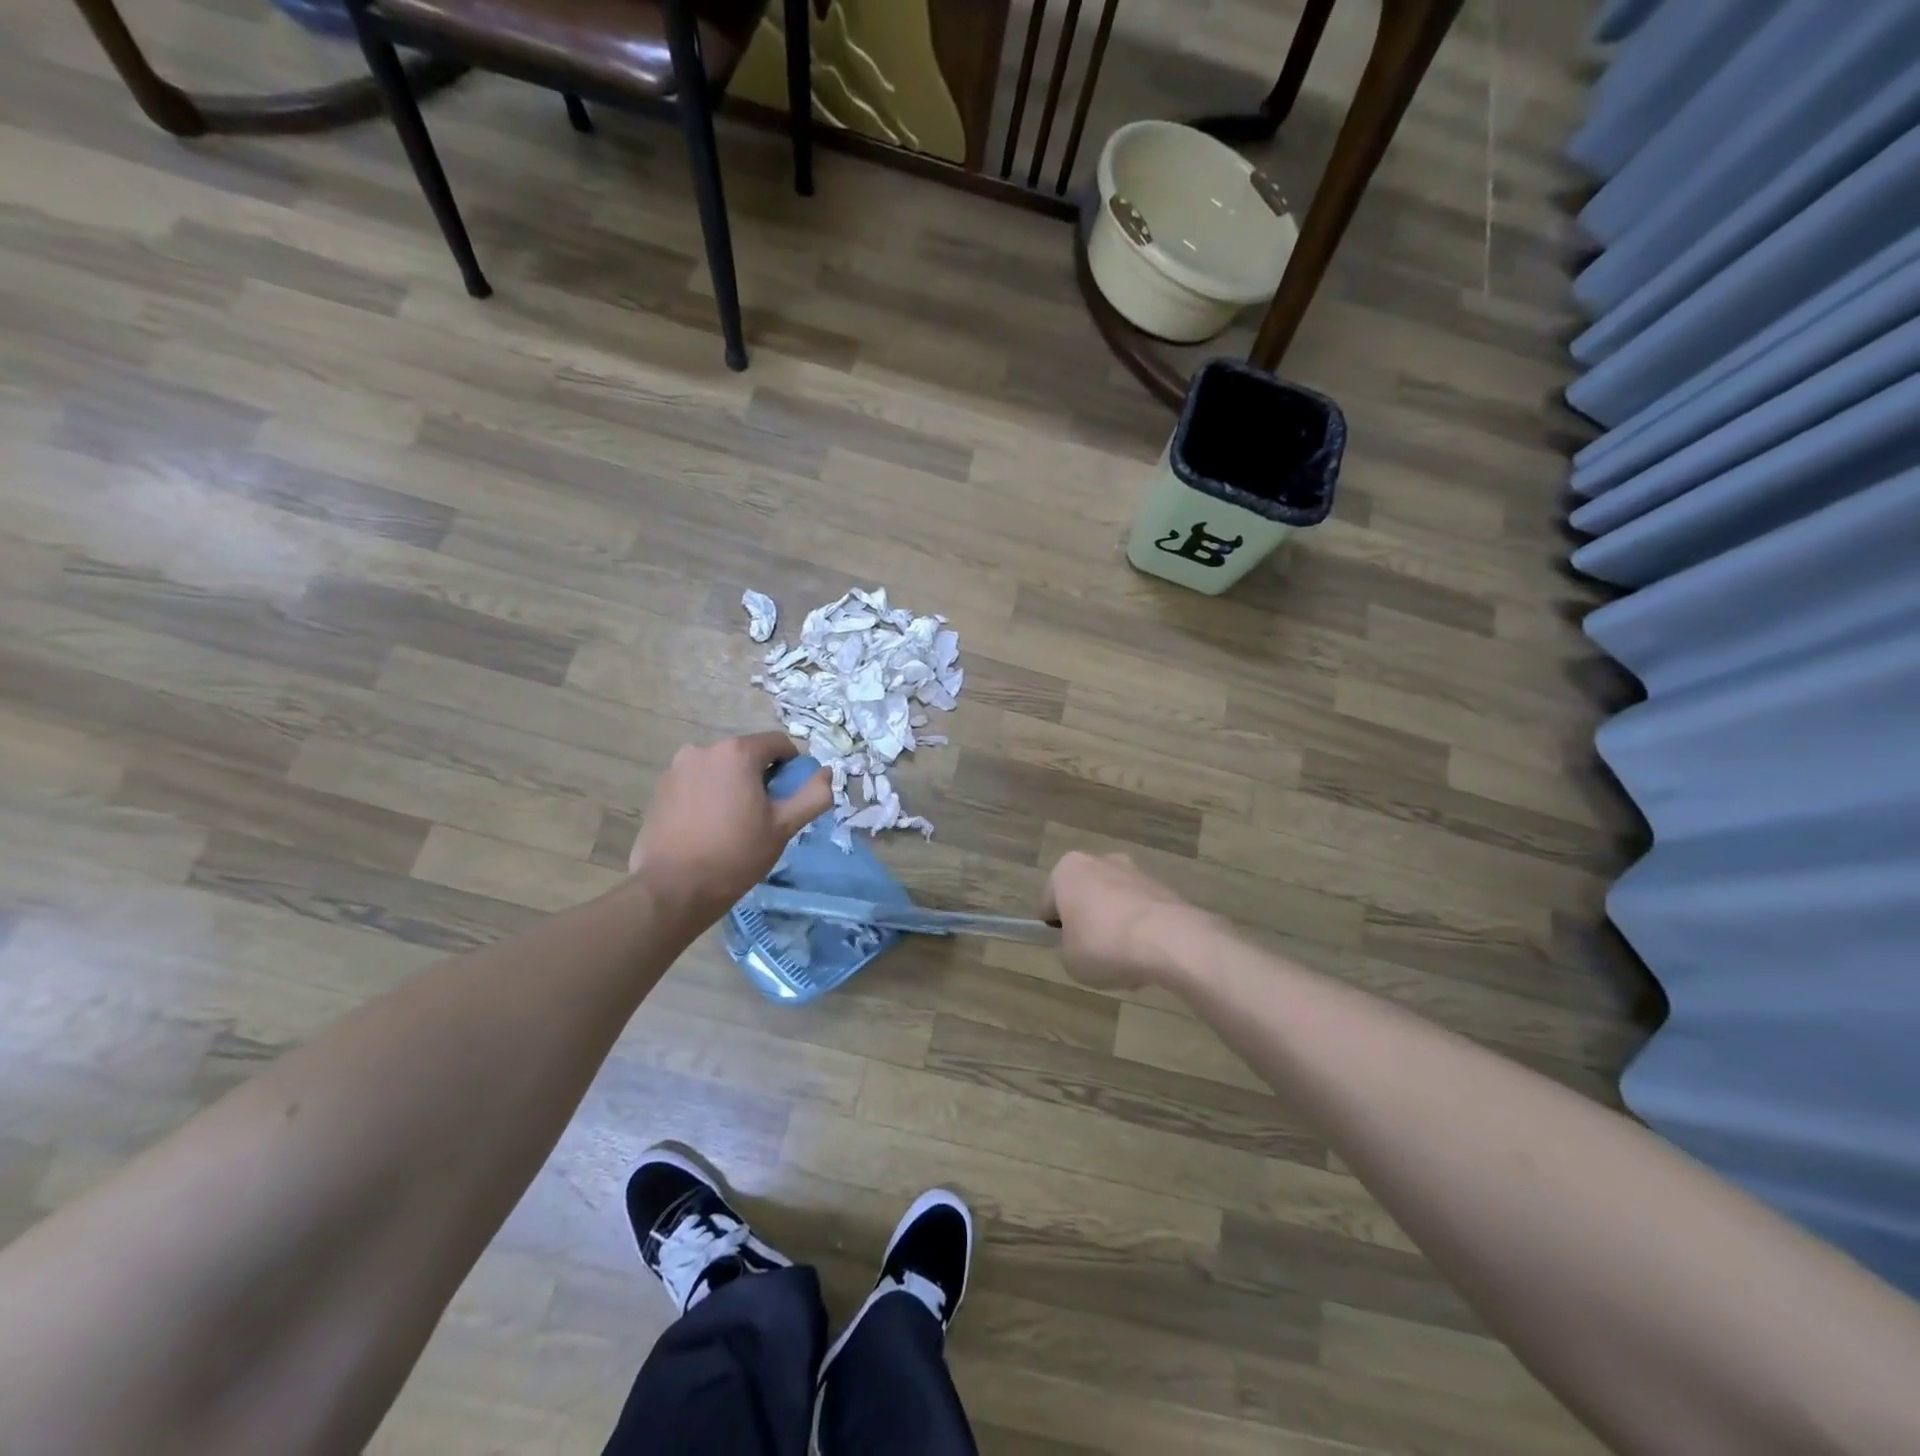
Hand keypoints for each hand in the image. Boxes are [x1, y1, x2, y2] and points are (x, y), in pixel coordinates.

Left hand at [629, 733, 831, 924]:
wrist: (673, 887)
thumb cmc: (736, 854)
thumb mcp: (784, 826)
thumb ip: (813, 795)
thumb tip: (827, 773)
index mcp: (737, 752)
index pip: (778, 744)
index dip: (791, 768)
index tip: (788, 798)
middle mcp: (704, 749)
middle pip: (747, 755)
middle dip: (760, 777)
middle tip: (762, 815)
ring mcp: (677, 768)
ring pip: (720, 769)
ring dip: (732, 785)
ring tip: (732, 824)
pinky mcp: (661, 788)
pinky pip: (697, 782)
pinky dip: (708, 795)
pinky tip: (707, 827)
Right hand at [1041, 851, 1205, 989]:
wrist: (1168, 940)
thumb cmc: (1103, 944)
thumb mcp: (1068, 960)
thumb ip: (1067, 947)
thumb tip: (1081, 944)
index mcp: (1067, 870)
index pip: (1049, 903)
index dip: (1054, 931)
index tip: (1064, 950)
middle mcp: (1100, 861)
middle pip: (1085, 898)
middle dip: (1089, 923)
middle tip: (1093, 956)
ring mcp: (1135, 871)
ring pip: (1115, 904)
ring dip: (1116, 928)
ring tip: (1125, 963)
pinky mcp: (1163, 887)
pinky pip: (1141, 912)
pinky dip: (1141, 930)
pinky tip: (1147, 957)